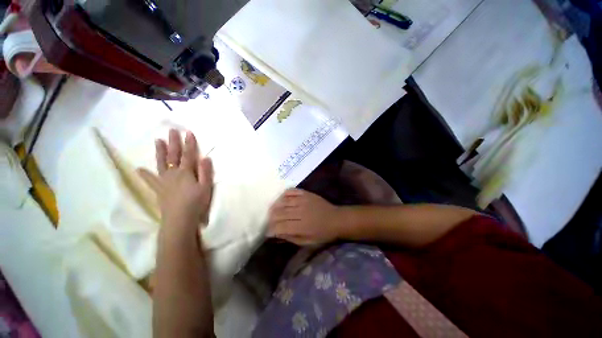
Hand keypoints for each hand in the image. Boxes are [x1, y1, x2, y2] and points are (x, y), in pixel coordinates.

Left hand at [138, 129, 213, 230]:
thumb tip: (206, 157)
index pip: (189, 155)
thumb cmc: (196, 203)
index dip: (189, 143)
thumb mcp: (206, 187)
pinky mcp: (159, 189)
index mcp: (186, 172)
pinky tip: (139, 169)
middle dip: (174, 142)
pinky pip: (151, 180)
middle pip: (174, 155)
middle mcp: (173, 173)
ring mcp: (164, 181)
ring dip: (160, 151)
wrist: (180, 219)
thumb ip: (205, 172)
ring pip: (161, 163)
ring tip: (157, 141)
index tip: (188, 132)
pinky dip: (145, 175)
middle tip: (172, 131)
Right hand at [267, 189, 342, 245]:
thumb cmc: (323, 233)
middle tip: (269, 221)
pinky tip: (281, 199)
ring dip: (275, 206)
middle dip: (271, 218)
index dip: (271, 229)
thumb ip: (291, 238)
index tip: (268, 232)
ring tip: (273, 211)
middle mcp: (300, 212)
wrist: (336, 219)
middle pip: (279, 213)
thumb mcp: (307, 241)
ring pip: (283, 201)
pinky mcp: (306, 193)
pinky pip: (291, 191)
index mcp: (302, 226)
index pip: (280, 226)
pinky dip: (284, 194)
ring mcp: (303, 200)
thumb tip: (277, 233)